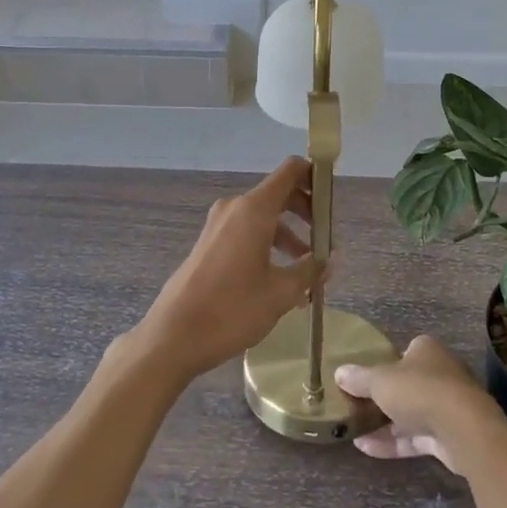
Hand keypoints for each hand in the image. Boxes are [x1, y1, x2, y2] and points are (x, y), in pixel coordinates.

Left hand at [133, 158, 322, 382]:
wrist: (173, 336)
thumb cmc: (232, 310)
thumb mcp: (280, 293)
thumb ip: (310, 270)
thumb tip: (332, 259)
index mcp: (254, 209)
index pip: (291, 171)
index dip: (315, 176)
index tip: (332, 201)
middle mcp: (235, 208)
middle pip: (279, 194)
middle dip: (306, 213)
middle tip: (326, 241)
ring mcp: (218, 225)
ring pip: (263, 217)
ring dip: (289, 234)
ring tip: (308, 270)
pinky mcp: (209, 243)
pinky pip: (246, 231)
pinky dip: (267, 244)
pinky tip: (280, 279)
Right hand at [335, 335, 501, 474]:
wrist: (463, 430)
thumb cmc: (419, 391)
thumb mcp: (380, 381)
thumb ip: (359, 378)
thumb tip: (339, 372)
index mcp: (426, 350)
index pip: (404, 352)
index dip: (385, 364)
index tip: (365, 379)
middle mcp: (440, 373)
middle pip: (406, 384)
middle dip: (383, 397)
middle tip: (356, 406)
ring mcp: (447, 406)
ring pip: (410, 413)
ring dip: (384, 423)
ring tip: (353, 431)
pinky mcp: (449, 436)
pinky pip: (416, 437)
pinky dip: (393, 442)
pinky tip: (366, 449)